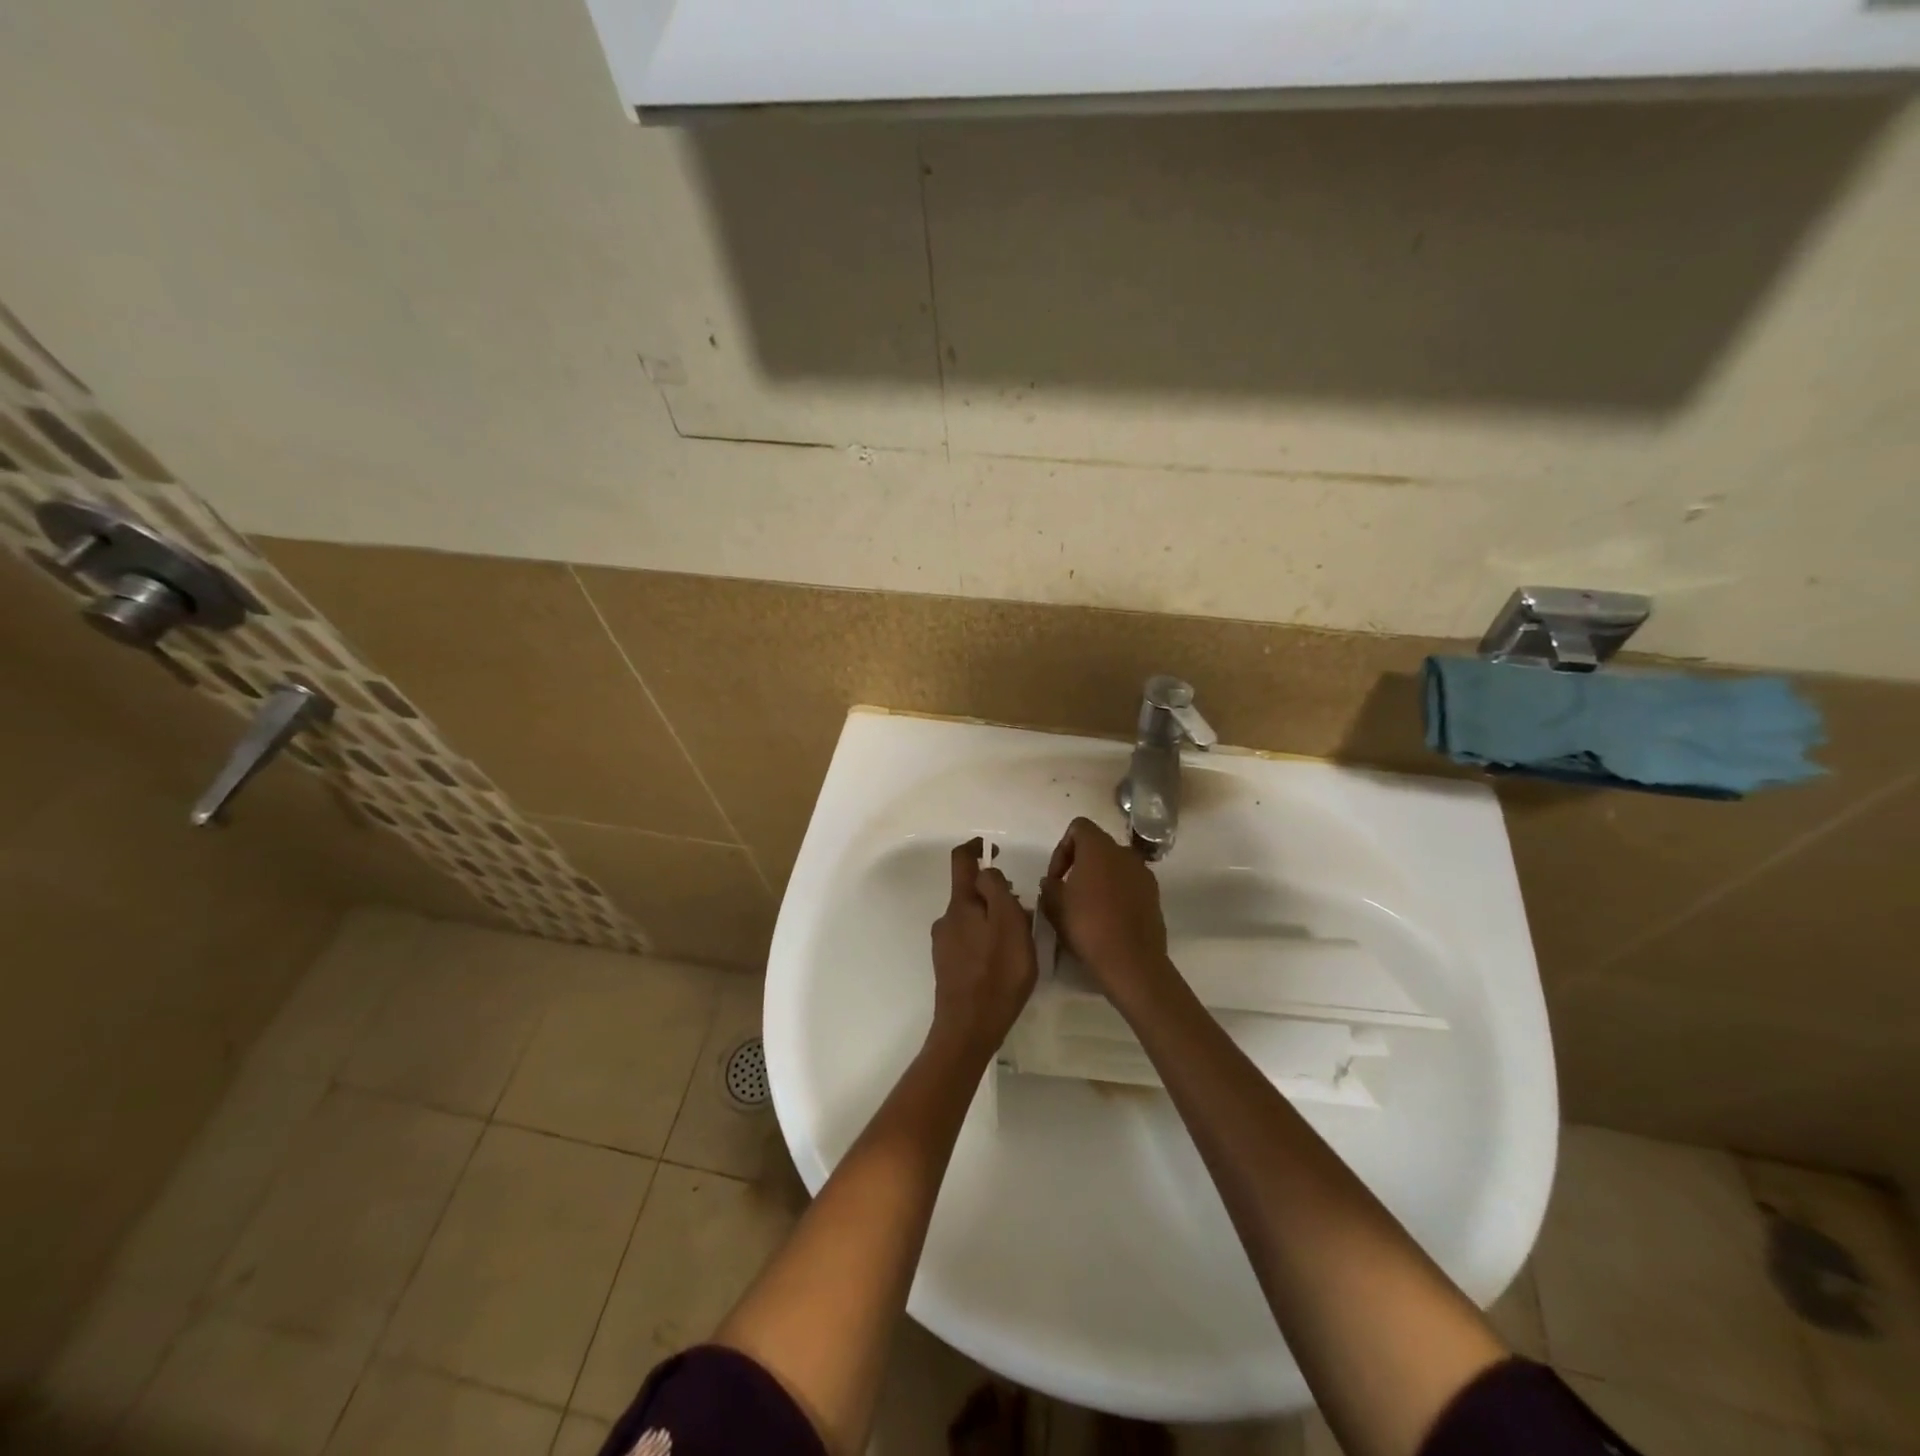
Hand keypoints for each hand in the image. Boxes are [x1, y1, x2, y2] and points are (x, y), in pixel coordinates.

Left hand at [929, 838, 1038, 1057]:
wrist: (968, 1028)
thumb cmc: (997, 974)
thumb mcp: (1009, 925)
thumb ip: (998, 891)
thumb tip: (987, 871)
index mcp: (961, 904)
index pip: (962, 861)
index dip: (977, 848)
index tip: (995, 849)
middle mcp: (947, 918)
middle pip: (971, 892)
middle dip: (995, 893)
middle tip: (1023, 910)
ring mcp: (945, 944)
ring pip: (972, 918)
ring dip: (993, 919)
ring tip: (1019, 941)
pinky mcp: (948, 966)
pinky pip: (970, 940)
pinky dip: (987, 939)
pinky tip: (1003, 961)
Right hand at [1039, 817, 1173, 1005]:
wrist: (1131, 961)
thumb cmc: (1087, 926)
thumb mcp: (1054, 905)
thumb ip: (1049, 886)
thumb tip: (1051, 881)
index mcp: (1099, 848)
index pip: (1078, 827)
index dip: (1062, 849)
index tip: (1056, 878)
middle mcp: (1124, 853)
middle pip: (1098, 846)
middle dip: (1080, 863)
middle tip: (1068, 891)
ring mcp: (1143, 873)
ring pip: (1115, 865)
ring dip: (1100, 878)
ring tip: (1088, 906)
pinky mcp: (1154, 895)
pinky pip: (1129, 884)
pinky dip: (1117, 892)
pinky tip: (1108, 918)